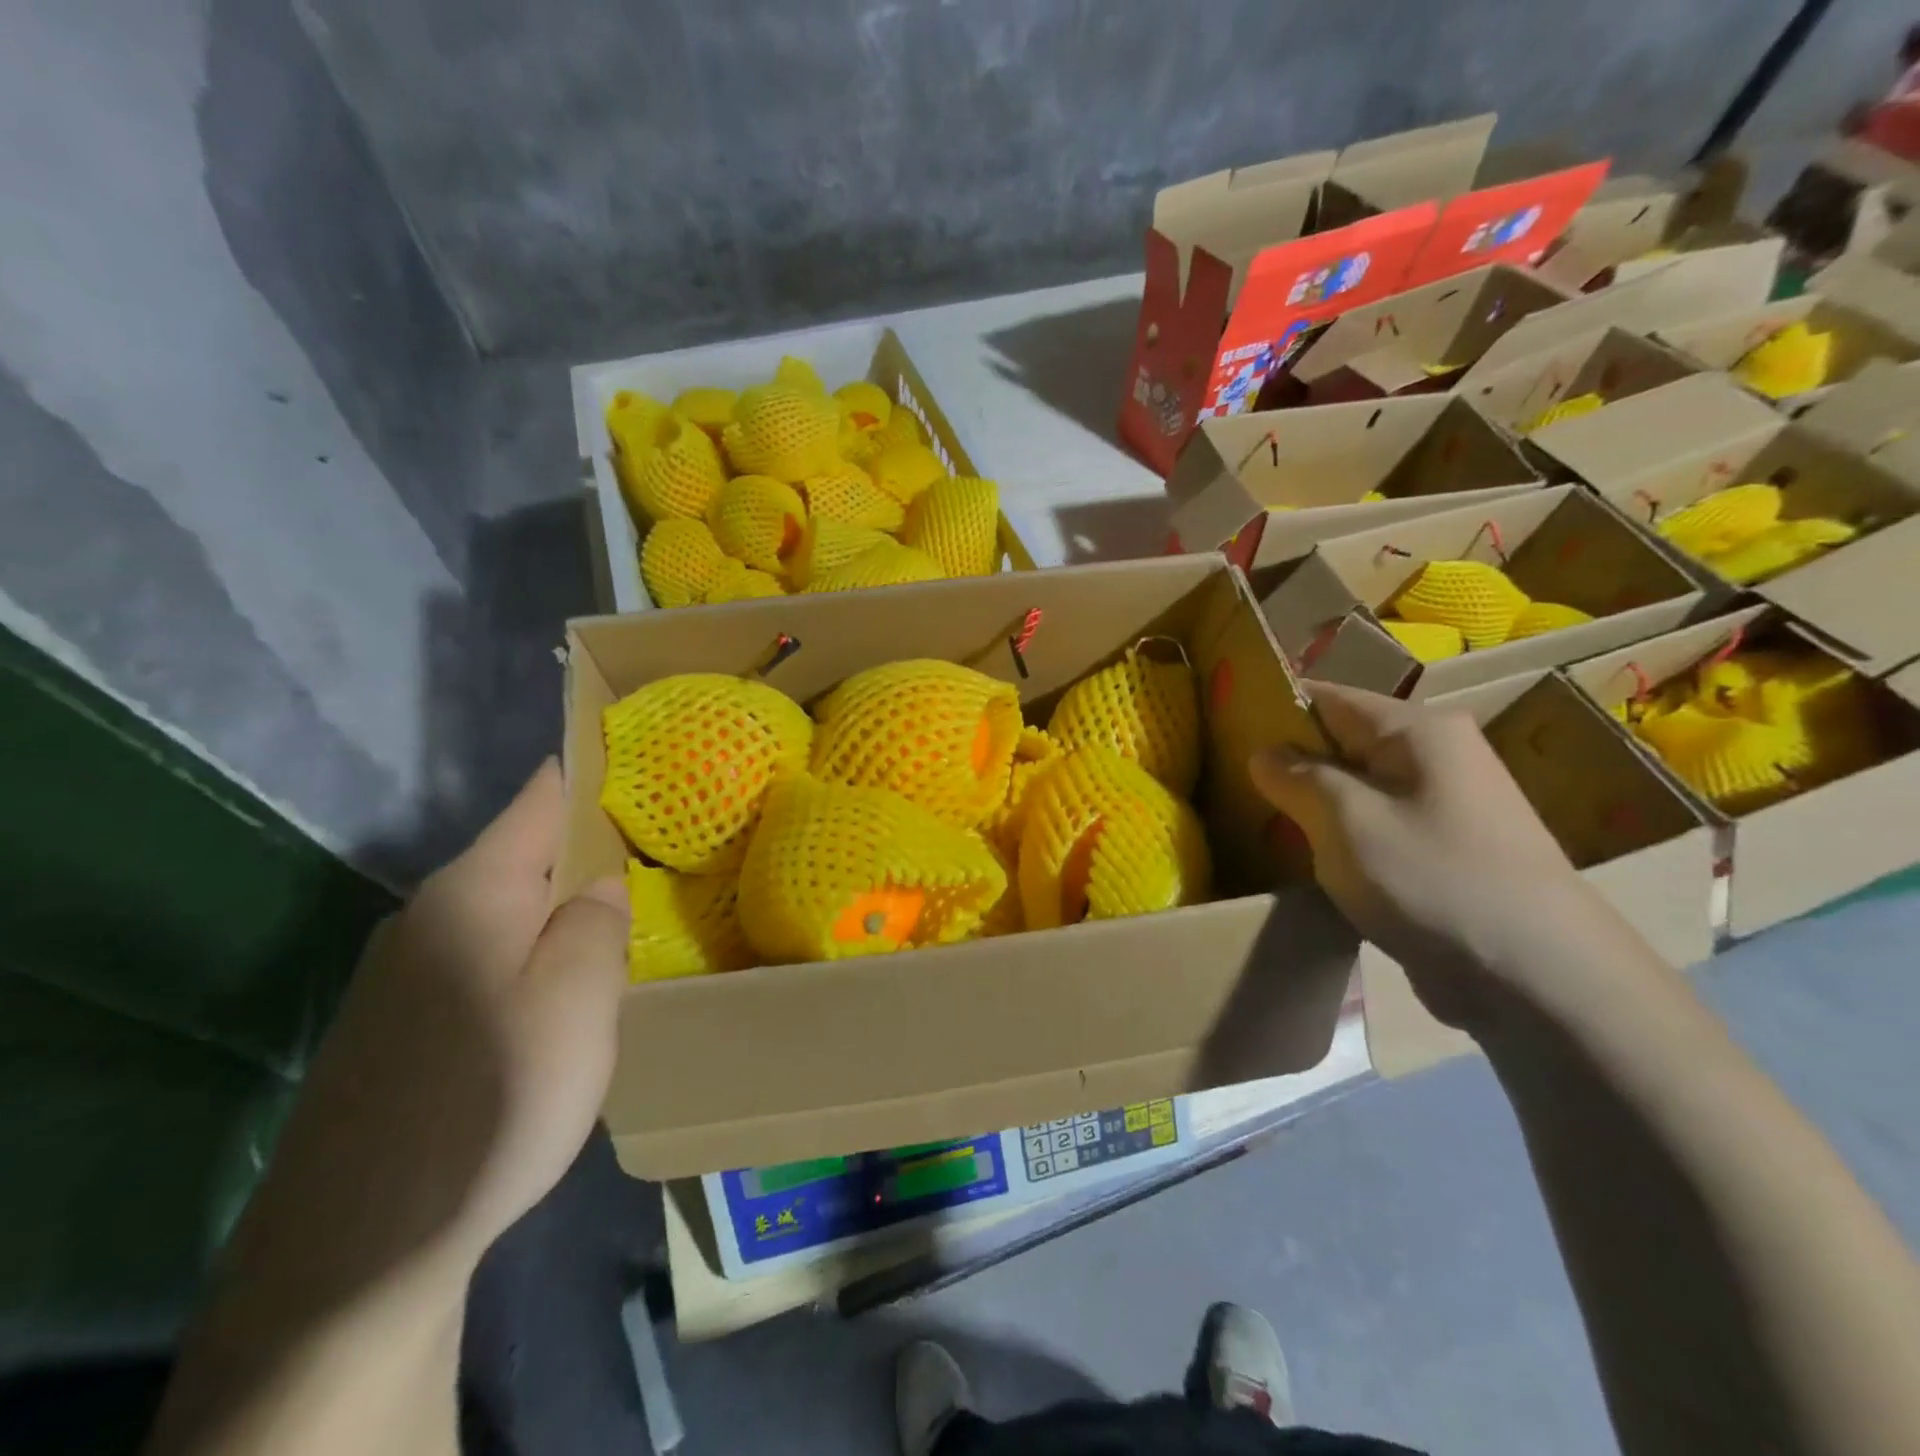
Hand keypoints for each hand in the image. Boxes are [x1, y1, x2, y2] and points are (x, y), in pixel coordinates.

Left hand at [224, 760, 628, 1315]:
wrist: (361, 1248)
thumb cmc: (492, 1098)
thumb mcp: (576, 999)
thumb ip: (597, 920)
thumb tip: (599, 880)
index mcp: (474, 890)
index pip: (540, 797)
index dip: (590, 769)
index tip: (645, 756)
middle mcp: (430, 915)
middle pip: (524, 855)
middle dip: (588, 849)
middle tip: (661, 854)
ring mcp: (407, 971)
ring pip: (506, 912)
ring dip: (560, 909)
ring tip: (624, 921)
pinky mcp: (401, 1024)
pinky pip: (485, 958)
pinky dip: (531, 954)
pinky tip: (560, 995)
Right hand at [1250, 683, 1591, 1032]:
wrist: (1537, 977)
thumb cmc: (1431, 878)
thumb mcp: (1345, 820)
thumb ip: (1296, 777)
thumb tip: (1265, 753)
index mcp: (1417, 729)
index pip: (1327, 697)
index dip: (1274, 709)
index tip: (1224, 732)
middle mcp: (1437, 755)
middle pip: (1343, 742)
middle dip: (1290, 763)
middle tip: (1234, 787)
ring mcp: (1447, 805)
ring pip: (1358, 788)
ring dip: (1314, 805)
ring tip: (1263, 824)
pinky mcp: (1447, 851)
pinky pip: (1378, 826)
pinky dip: (1343, 836)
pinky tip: (1312, 860)